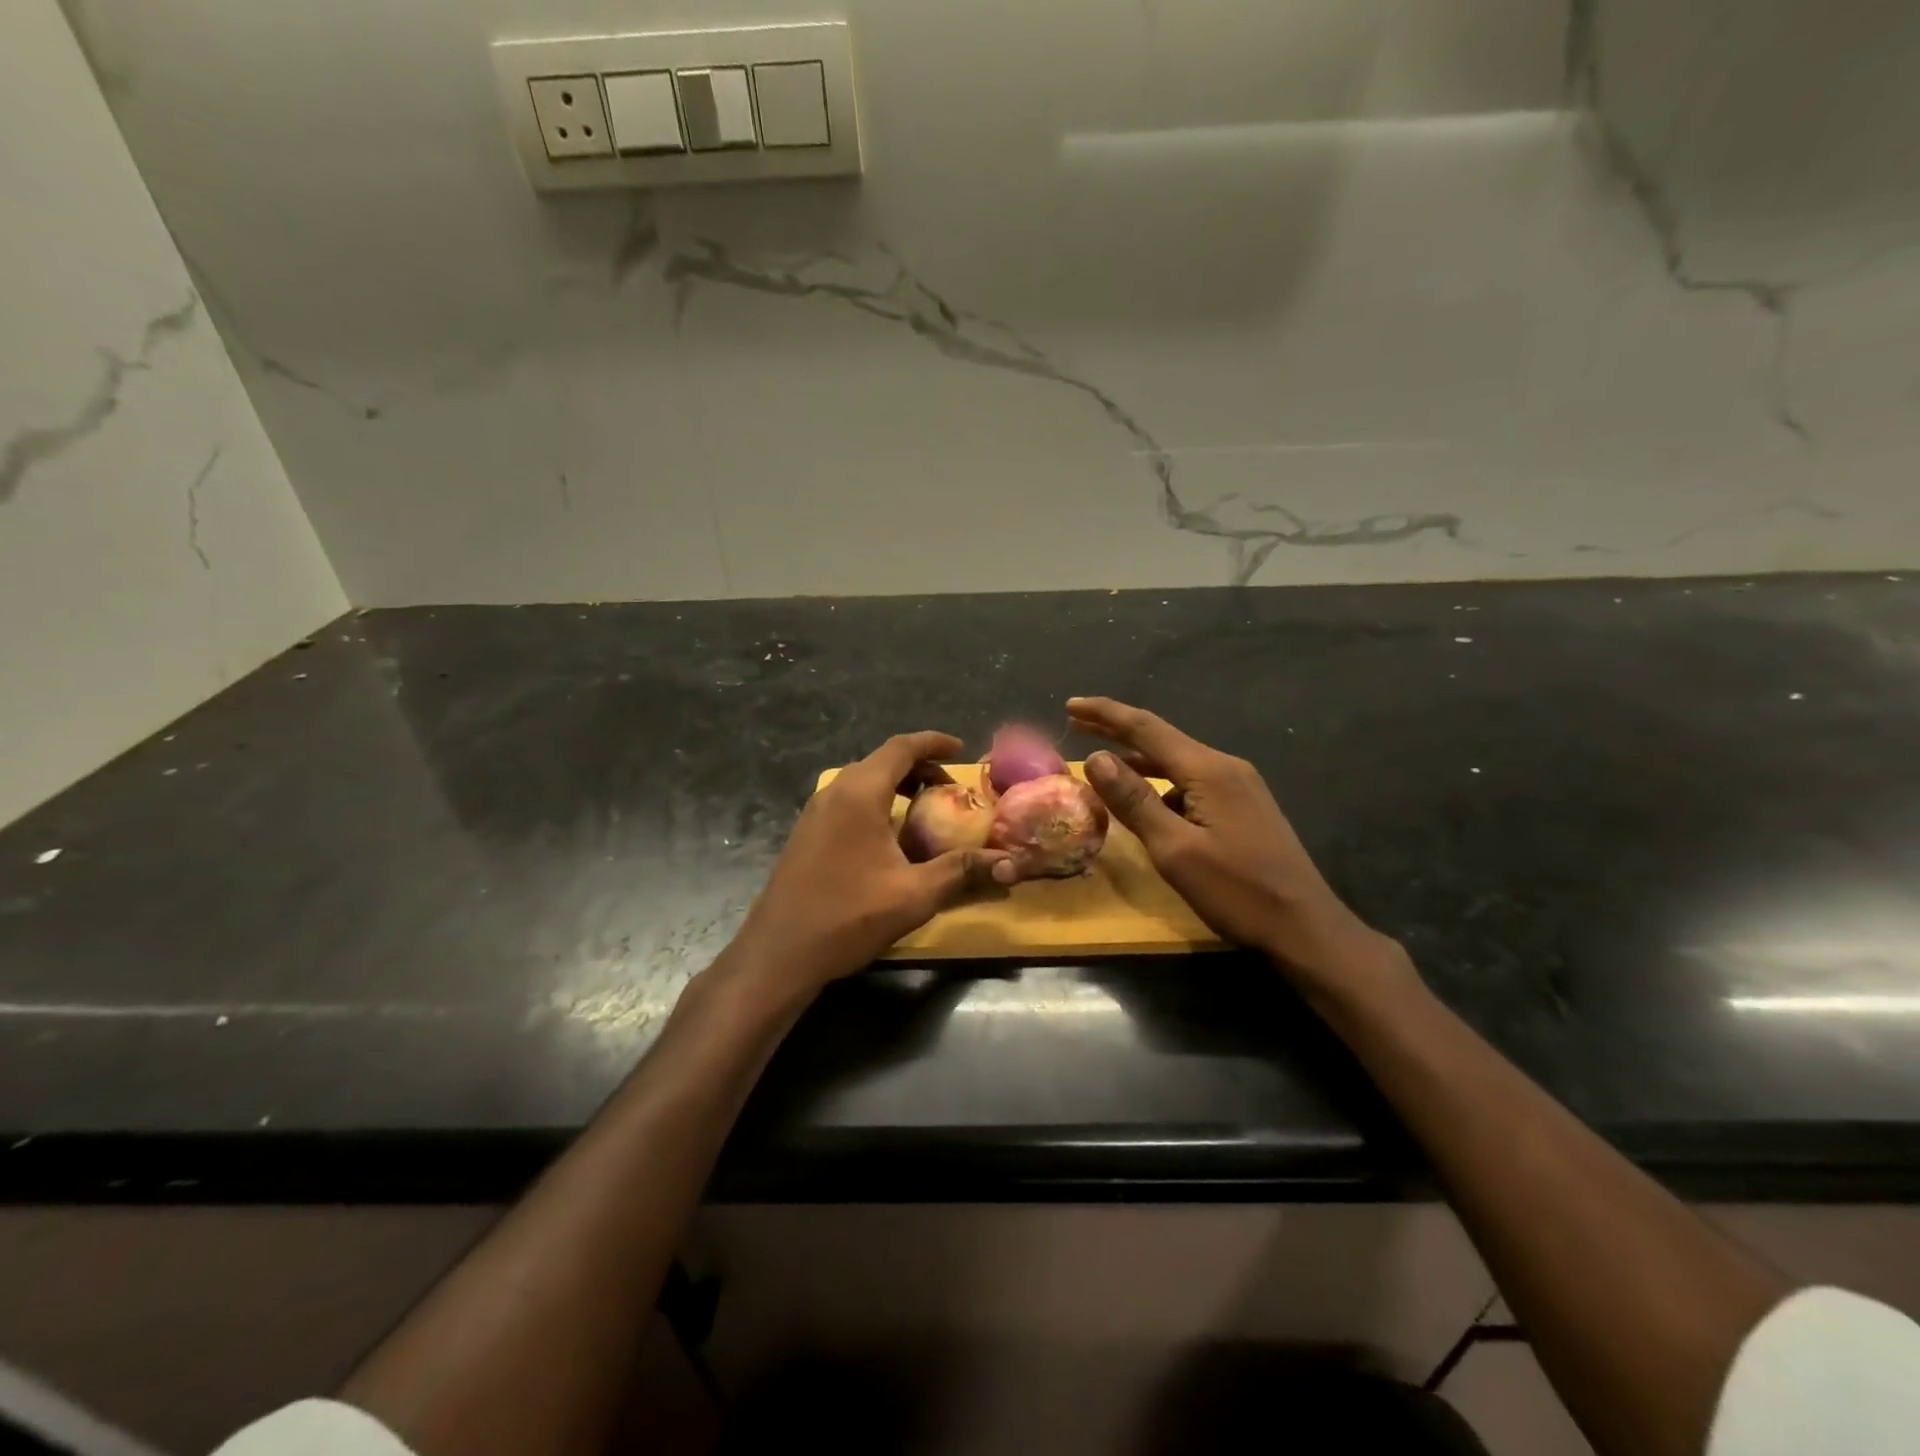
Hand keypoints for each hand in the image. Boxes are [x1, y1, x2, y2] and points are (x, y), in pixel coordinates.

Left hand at [732, 732, 1010, 992]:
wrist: (779, 953)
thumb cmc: (848, 916)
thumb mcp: (914, 894)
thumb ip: (961, 870)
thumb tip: (1008, 862)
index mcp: (859, 793)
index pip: (901, 748)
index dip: (933, 742)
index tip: (961, 749)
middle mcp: (834, 792)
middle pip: (882, 761)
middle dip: (919, 767)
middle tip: (950, 788)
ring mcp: (815, 812)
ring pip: (863, 781)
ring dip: (896, 785)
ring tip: (925, 809)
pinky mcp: (806, 833)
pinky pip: (848, 801)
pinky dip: (877, 802)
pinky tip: (891, 836)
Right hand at [1067, 697, 1386, 979]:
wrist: (1305, 927)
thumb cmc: (1237, 891)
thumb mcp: (1175, 850)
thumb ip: (1134, 801)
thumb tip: (1096, 757)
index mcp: (1208, 770)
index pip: (1146, 728)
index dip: (1105, 714)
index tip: (1070, 704)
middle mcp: (1225, 767)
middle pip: (1161, 739)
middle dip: (1116, 729)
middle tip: (1076, 722)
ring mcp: (1238, 786)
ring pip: (1176, 761)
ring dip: (1137, 758)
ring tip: (1100, 759)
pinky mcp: (1242, 806)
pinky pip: (1190, 782)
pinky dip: (1159, 782)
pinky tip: (1144, 799)